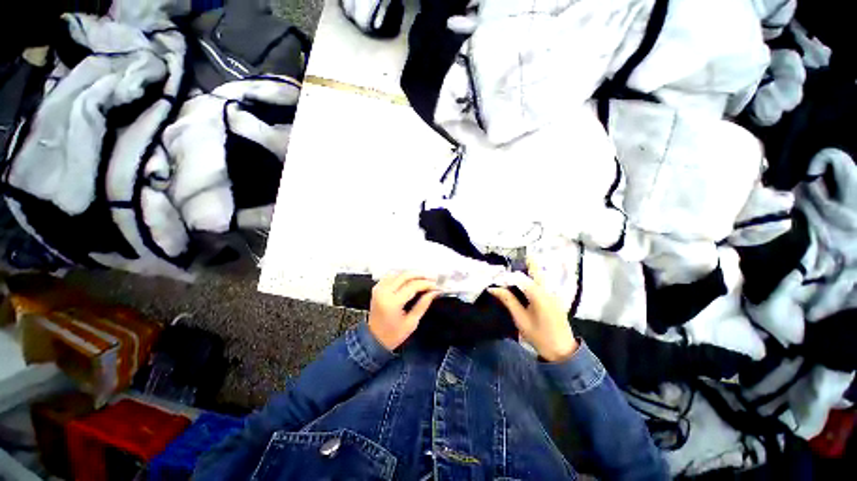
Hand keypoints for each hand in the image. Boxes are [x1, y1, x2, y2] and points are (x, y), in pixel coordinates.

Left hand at [368, 272, 439, 350]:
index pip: (412, 286)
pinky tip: (409, 278)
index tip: (436, 285)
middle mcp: (384, 292)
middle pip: (405, 276)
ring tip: (423, 278)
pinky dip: (401, 275)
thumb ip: (423, 304)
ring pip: (398, 273)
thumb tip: (434, 292)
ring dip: (411, 274)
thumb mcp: (411, 323)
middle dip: (420, 275)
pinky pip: (390, 275)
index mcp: (392, 302)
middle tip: (432, 278)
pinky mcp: (377, 288)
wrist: (373, 339)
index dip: (426, 284)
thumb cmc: (393, 335)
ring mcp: (379, 289)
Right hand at [489, 277, 577, 362]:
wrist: (563, 351)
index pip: (520, 277)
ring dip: (526, 272)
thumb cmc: (539, 336)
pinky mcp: (555, 297)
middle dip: (521, 266)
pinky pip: (542, 283)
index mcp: (539, 295)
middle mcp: (548, 290)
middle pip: (535, 270)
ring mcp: (553, 293)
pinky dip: (531, 280)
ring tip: (511, 276)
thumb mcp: (520, 319)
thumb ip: (508, 300)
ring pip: (539, 275)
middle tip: (506, 269)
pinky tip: (522, 286)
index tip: (495, 277)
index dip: (507, 275)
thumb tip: (493, 288)